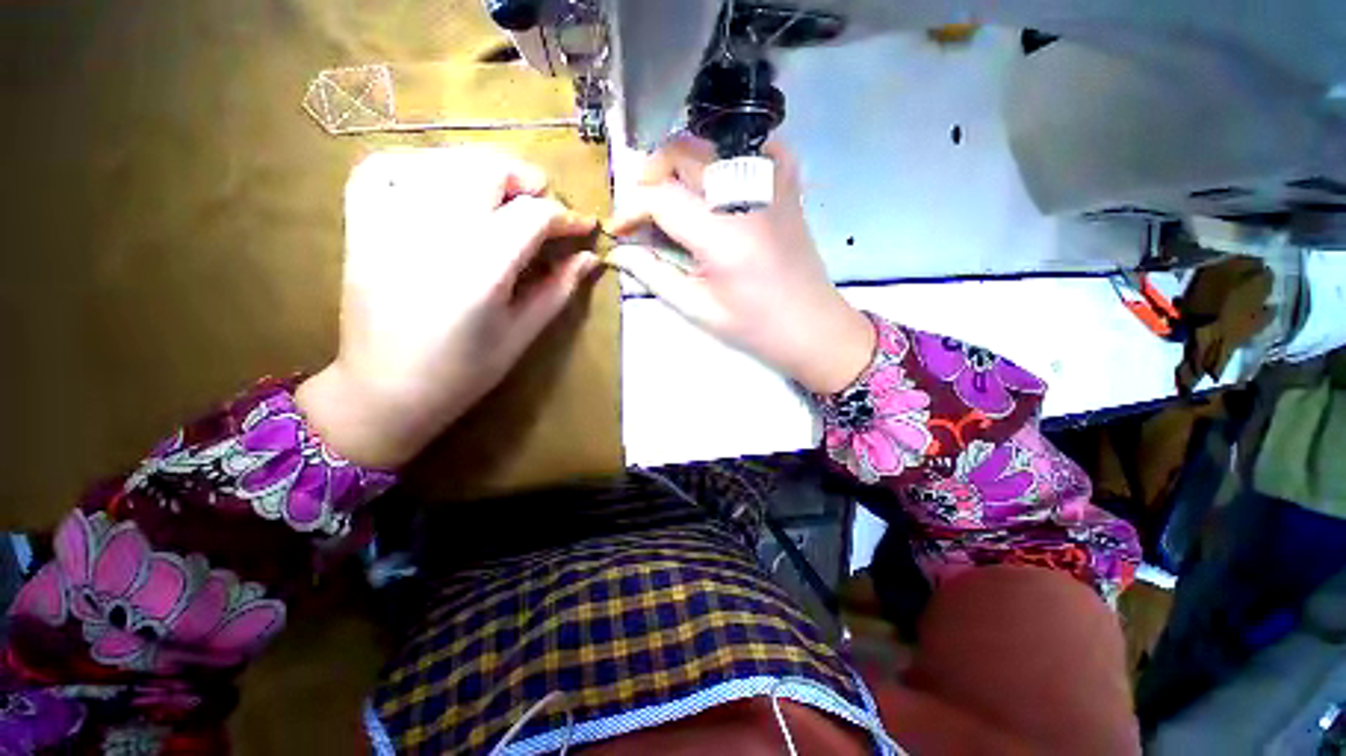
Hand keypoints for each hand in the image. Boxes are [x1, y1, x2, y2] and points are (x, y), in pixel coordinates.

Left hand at [297, 147, 598, 467]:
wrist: (385, 390)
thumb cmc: (464, 372)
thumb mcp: (522, 334)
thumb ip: (558, 289)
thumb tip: (589, 258)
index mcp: (482, 268)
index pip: (534, 215)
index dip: (566, 216)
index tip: (584, 226)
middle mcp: (435, 232)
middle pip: (488, 168)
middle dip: (526, 179)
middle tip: (543, 205)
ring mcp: (390, 221)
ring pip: (444, 160)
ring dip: (482, 169)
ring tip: (501, 197)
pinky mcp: (362, 224)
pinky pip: (385, 167)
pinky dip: (419, 165)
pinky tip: (440, 185)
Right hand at [608, 136, 873, 394]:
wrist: (812, 326)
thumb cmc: (754, 327)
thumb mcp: (698, 308)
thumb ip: (654, 274)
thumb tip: (619, 252)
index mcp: (721, 234)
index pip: (661, 198)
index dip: (631, 210)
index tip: (618, 229)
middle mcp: (745, 196)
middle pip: (683, 152)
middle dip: (650, 176)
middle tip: (643, 211)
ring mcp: (771, 183)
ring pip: (711, 143)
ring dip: (681, 162)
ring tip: (672, 196)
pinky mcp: (786, 184)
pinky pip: (751, 146)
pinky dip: (725, 155)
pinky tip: (717, 182)